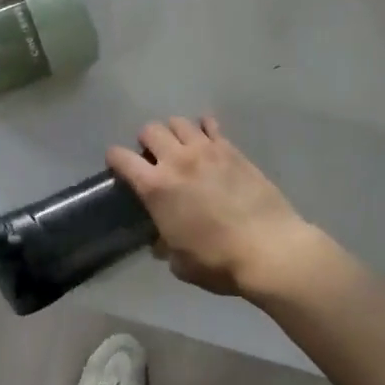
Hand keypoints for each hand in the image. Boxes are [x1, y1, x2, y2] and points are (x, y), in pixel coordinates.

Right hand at [107, 117, 312, 297]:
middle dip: (146, 142)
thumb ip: (164, 245)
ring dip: (174, 133)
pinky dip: (204, 128)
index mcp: (155, 187)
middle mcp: (176, 160)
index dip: (115, 159)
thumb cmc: (219, 261)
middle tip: (154, 159)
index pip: (121, 157)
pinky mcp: (231, 149)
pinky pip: (211, 125)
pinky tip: (207, 140)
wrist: (269, 249)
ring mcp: (206, 150)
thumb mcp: (180, 263)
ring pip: (178, 122)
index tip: (118, 166)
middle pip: (150, 130)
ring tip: (181, 148)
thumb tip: (162, 240)